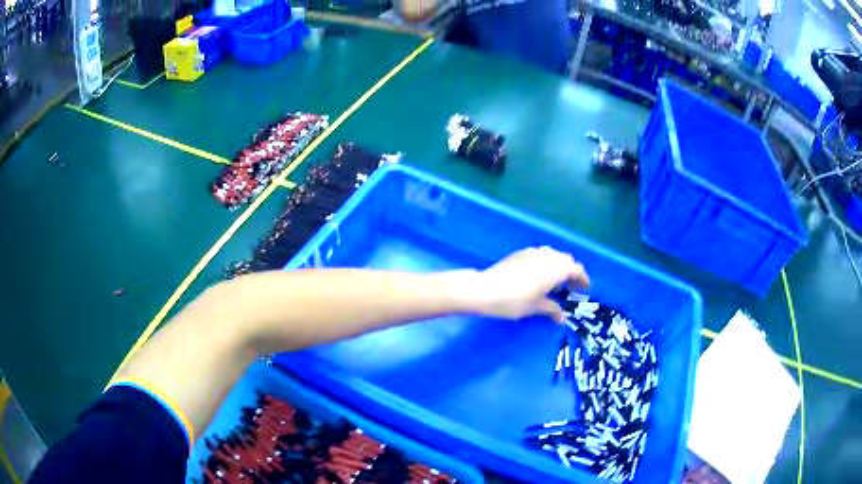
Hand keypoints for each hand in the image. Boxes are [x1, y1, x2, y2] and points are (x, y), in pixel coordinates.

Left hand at [472, 247, 589, 322]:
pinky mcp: (520, 253)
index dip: (583, 278)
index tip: (585, 288)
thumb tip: (562, 318)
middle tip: (571, 287)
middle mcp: (547, 256)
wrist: (485, 289)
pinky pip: (540, 254)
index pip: (576, 269)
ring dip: (559, 265)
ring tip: (556, 281)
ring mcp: (533, 252)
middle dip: (571, 271)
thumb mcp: (535, 307)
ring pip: (553, 255)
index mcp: (555, 269)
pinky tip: (539, 274)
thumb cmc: (514, 301)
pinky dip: (546, 262)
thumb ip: (552, 310)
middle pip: (566, 260)